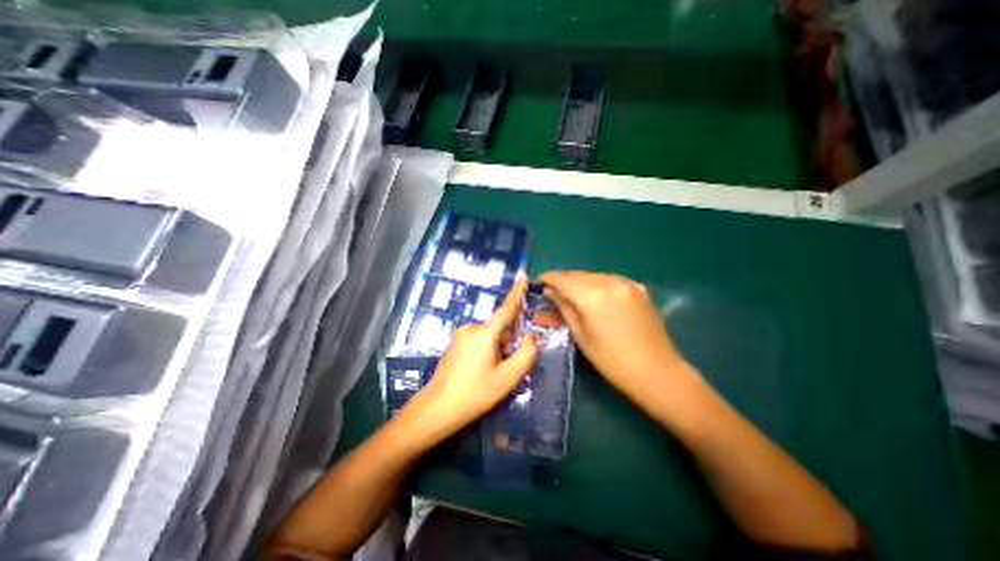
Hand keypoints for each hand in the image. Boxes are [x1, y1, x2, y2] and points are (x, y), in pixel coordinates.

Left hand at [402, 279, 534, 443]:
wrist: (437, 409)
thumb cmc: (474, 394)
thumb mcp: (507, 378)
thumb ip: (526, 354)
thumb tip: (532, 336)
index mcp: (484, 333)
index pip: (506, 308)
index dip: (516, 293)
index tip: (523, 277)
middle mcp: (471, 328)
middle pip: (499, 327)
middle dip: (509, 340)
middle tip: (509, 366)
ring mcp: (460, 335)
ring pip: (490, 335)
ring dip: (498, 348)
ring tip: (494, 373)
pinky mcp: (455, 344)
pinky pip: (478, 340)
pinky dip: (487, 349)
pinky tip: (482, 371)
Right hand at [539, 270, 696, 403]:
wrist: (657, 371)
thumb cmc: (612, 360)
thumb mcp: (581, 335)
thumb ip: (564, 308)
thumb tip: (549, 292)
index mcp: (592, 295)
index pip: (562, 279)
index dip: (548, 278)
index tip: (538, 282)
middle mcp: (609, 281)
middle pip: (577, 274)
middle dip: (563, 281)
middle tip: (553, 292)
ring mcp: (626, 282)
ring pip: (593, 275)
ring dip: (579, 282)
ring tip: (572, 296)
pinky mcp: (638, 288)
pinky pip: (609, 279)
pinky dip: (597, 284)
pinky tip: (595, 297)